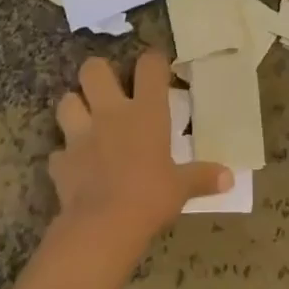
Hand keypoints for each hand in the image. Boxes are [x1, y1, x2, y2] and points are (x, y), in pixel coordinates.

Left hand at [49, 51, 231, 247]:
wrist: (103, 226)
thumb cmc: (150, 197)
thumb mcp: (181, 188)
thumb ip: (202, 177)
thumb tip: (229, 178)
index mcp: (145, 112)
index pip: (149, 66)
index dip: (153, 61)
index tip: (158, 67)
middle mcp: (110, 113)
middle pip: (94, 69)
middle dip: (99, 73)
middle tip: (109, 89)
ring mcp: (80, 135)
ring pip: (66, 101)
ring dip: (74, 108)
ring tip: (85, 120)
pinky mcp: (60, 161)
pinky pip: (58, 152)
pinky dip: (65, 157)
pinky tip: (74, 166)